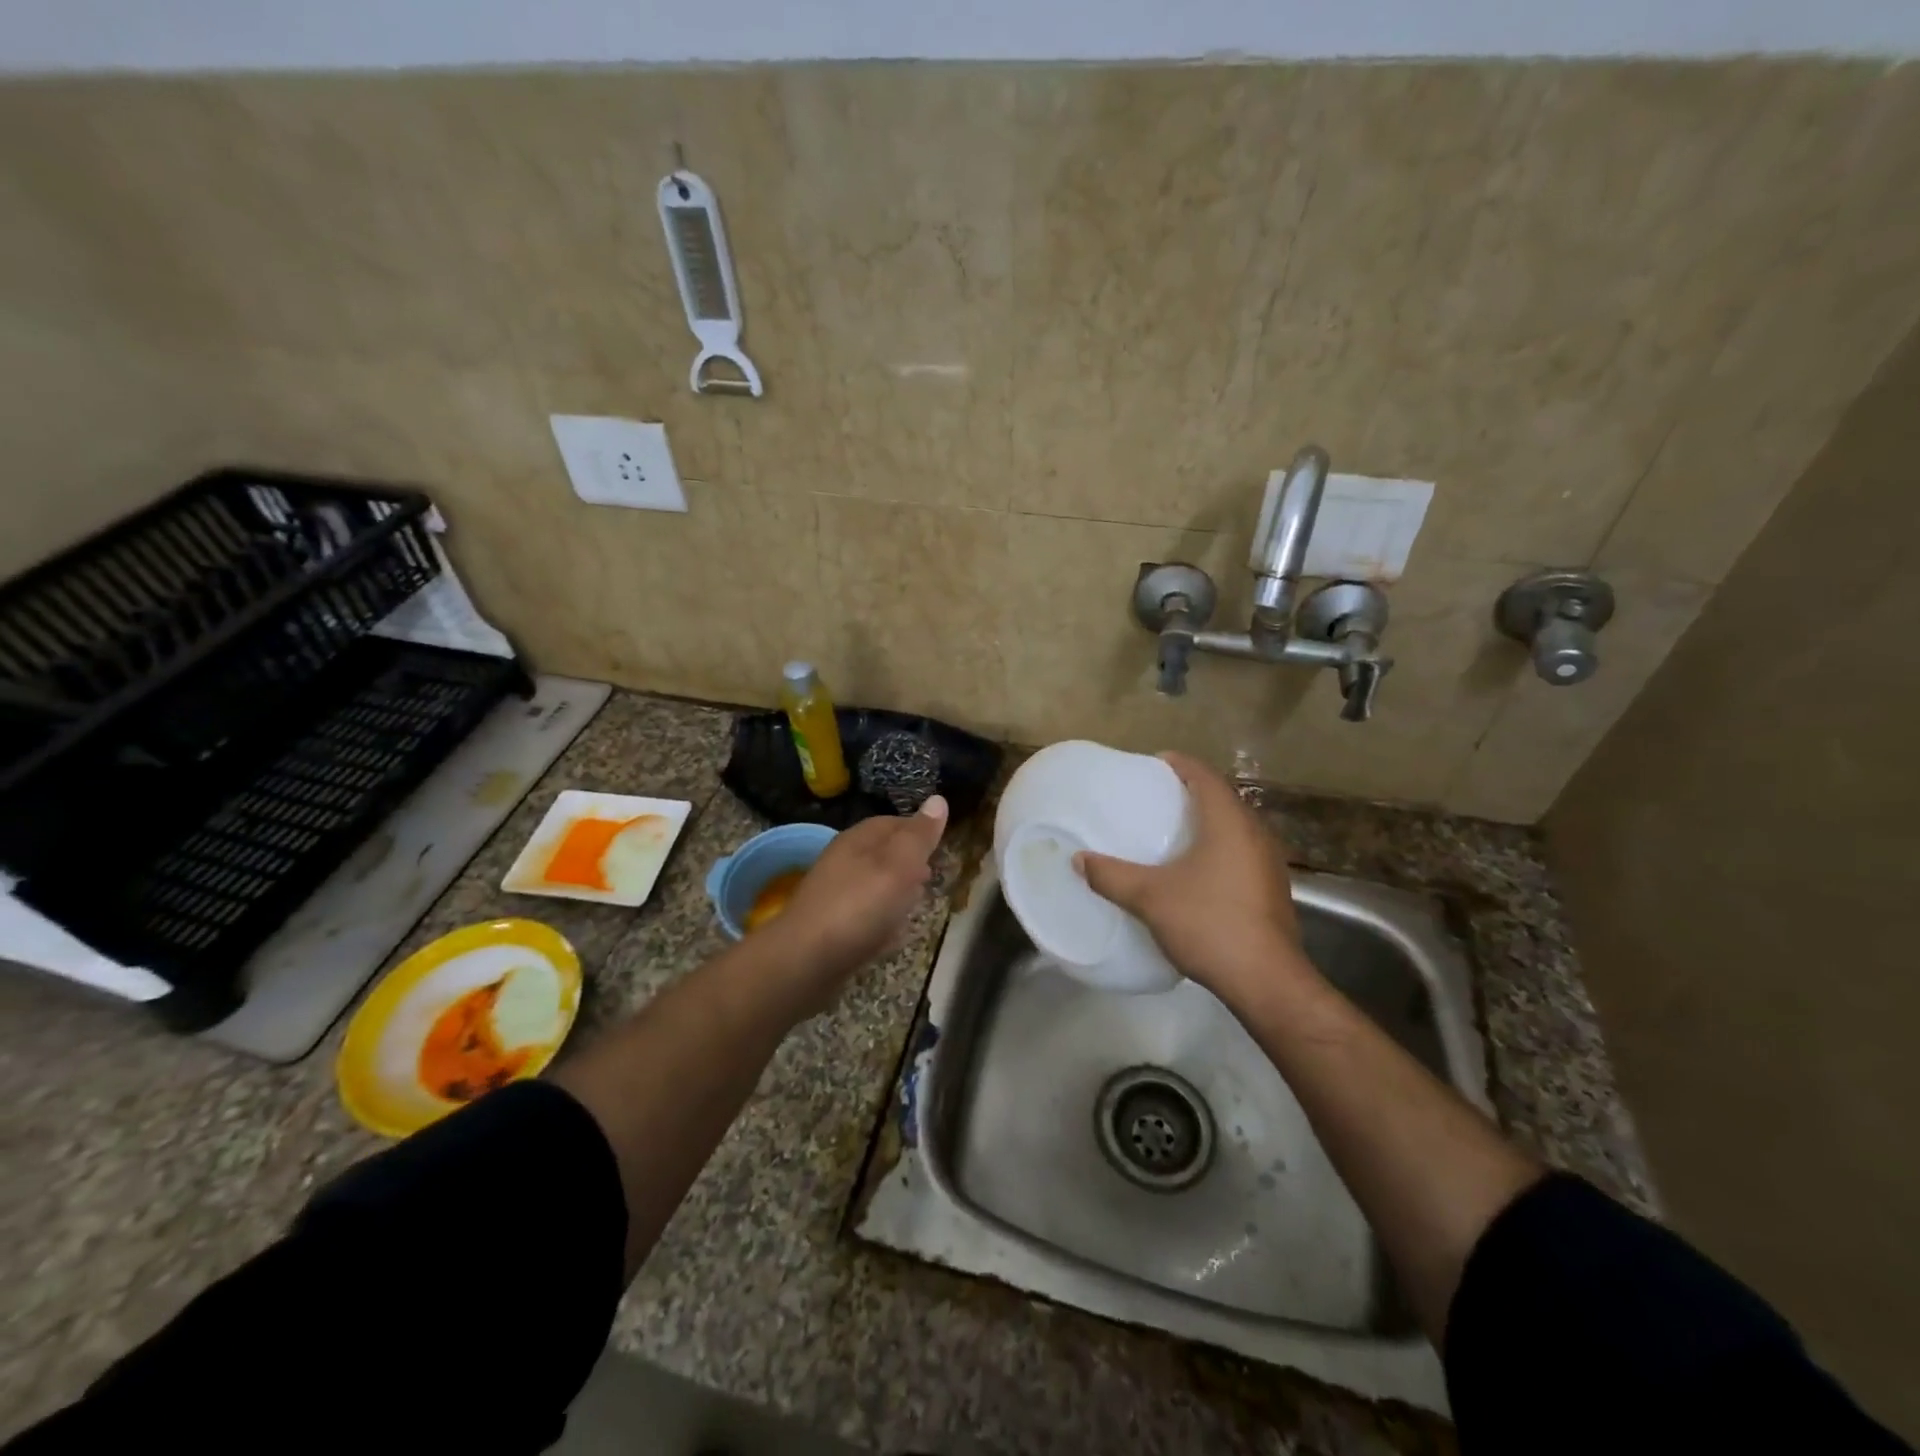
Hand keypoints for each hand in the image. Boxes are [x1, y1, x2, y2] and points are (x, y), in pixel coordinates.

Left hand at [761, 796, 948, 1007]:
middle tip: (933, 876)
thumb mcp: (899, 864)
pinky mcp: (832, 930)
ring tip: (919, 904)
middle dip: (909, 863)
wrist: (806, 962)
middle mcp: (843, 863)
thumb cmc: (859, 905)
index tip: (941, 844)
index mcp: (857, 840)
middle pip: (883, 855)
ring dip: (897, 893)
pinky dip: (883, 921)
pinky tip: (895, 935)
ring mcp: (835, 897)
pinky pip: (866, 918)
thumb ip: (919, 836)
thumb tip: (938, 799)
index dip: (918, 830)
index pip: (892, 823)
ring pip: (874, 886)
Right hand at [1074, 753, 1309, 1011]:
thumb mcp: (1150, 897)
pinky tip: (1196, 868)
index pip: (1205, 776)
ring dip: (1207, 821)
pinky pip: (1242, 852)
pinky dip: (1218, 847)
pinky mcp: (1272, 889)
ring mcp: (1269, 863)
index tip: (1154, 762)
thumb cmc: (1209, 923)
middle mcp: (1255, 834)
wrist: (1266, 981)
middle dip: (1191, 791)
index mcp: (1229, 823)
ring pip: (1235, 827)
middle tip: (1157, 795)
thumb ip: (1112, 876)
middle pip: (1223, 798)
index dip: (1180, 764)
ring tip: (1174, 828)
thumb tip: (1078, 860)